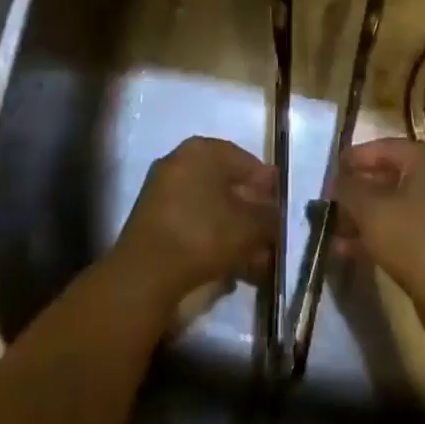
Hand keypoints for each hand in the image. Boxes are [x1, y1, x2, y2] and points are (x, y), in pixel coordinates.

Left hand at [112, 136, 277, 313]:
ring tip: (252, 261)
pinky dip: (211, 239)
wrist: (145, 274)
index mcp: (204, 149)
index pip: (247, 162)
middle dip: (250, 213)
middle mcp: (180, 160)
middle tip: (267, 238)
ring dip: (233, 231)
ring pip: (210, 207)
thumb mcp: (250, 226)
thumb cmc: (203, 234)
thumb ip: (270, 216)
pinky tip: (227, 265)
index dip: (268, 188)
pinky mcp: (151, 218)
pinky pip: (192, 222)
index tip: (279, 213)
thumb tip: (275, 215)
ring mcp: (162, 189)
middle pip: (227, 185)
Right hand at [334, 137, 424, 308]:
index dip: (354, 158)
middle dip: (358, 191)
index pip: (385, 147)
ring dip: (365, 215)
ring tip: (335, 229)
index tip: (330, 172)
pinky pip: (406, 225)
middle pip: (391, 175)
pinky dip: (381, 232)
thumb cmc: (412, 239)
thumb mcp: (370, 209)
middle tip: (331, 201)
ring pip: (396, 204)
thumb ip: (348, 188)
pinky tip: (350, 249)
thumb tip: (336, 180)